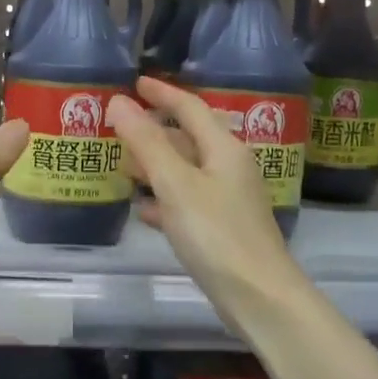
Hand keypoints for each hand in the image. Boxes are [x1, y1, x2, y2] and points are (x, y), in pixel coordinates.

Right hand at [109, 76, 305, 332]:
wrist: (258, 295)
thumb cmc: (216, 233)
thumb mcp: (175, 184)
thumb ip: (145, 142)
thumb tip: (119, 101)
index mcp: (223, 149)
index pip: (190, 108)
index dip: (162, 93)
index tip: (135, 83)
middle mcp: (229, 168)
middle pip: (188, 139)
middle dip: (154, 132)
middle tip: (119, 127)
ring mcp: (227, 199)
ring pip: (185, 172)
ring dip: (155, 166)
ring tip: (122, 166)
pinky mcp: (221, 228)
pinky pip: (186, 202)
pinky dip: (163, 200)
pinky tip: (141, 210)